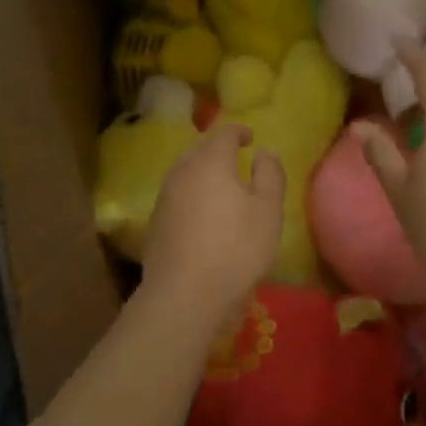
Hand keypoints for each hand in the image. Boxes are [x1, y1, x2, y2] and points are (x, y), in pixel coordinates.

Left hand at [137, 123, 284, 329]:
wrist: (184, 295)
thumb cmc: (236, 247)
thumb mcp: (268, 210)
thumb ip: (270, 174)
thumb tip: (263, 152)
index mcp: (210, 161)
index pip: (224, 133)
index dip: (239, 131)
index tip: (251, 138)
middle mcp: (182, 171)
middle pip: (200, 150)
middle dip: (218, 151)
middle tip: (237, 160)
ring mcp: (164, 197)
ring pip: (186, 173)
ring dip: (203, 174)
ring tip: (222, 188)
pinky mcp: (155, 223)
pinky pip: (177, 197)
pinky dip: (192, 196)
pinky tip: (203, 217)